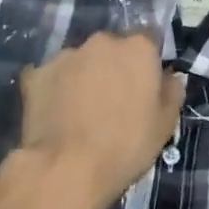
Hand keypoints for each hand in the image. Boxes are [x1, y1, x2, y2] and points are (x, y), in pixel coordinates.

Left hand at [16, 31, 183, 208]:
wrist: (66, 168)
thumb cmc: (125, 146)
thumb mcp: (165, 124)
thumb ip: (172, 90)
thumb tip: (168, 76)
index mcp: (138, 47)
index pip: (149, 39)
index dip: (147, 61)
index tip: (145, 84)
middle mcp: (102, 41)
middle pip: (112, 47)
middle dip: (114, 66)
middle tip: (113, 100)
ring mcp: (66, 55)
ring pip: (81, 60)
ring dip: (84, 76)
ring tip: (81, 110)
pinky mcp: (36, 73)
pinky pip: (51, 76)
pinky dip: (55, 89)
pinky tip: (55, 114)